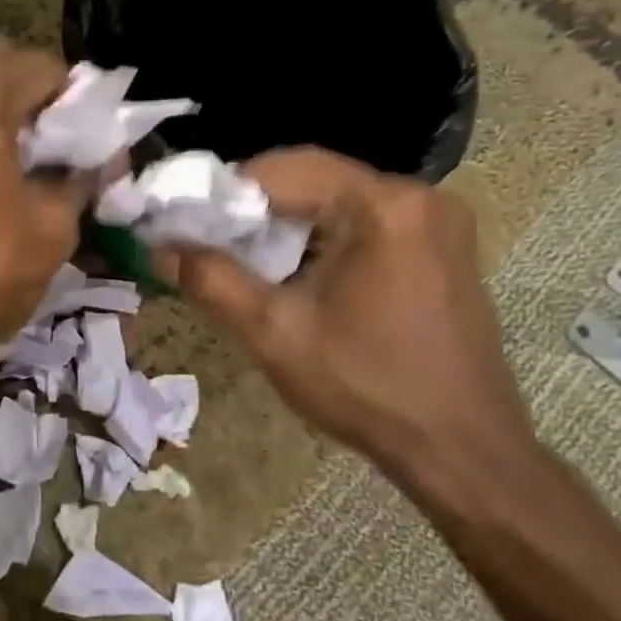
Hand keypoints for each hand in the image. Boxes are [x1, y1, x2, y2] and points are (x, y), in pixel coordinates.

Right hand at [160, 148, 537, 500]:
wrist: (461, 451)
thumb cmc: (367, 387)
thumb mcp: (275, 332)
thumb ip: (211, 280)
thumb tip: (159, 248)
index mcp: (383, 205)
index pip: (285, 169)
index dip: (226, 191)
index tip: (185, 220)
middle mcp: (417, 197)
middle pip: (313, 180)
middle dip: (255, 208)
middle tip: (208, 241)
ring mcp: (436, 222)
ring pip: (336, 201)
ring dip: (286, 224)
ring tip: (243, 259)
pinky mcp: (440, 248)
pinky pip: (365, 223)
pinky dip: (321, 238)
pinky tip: (295, 273)